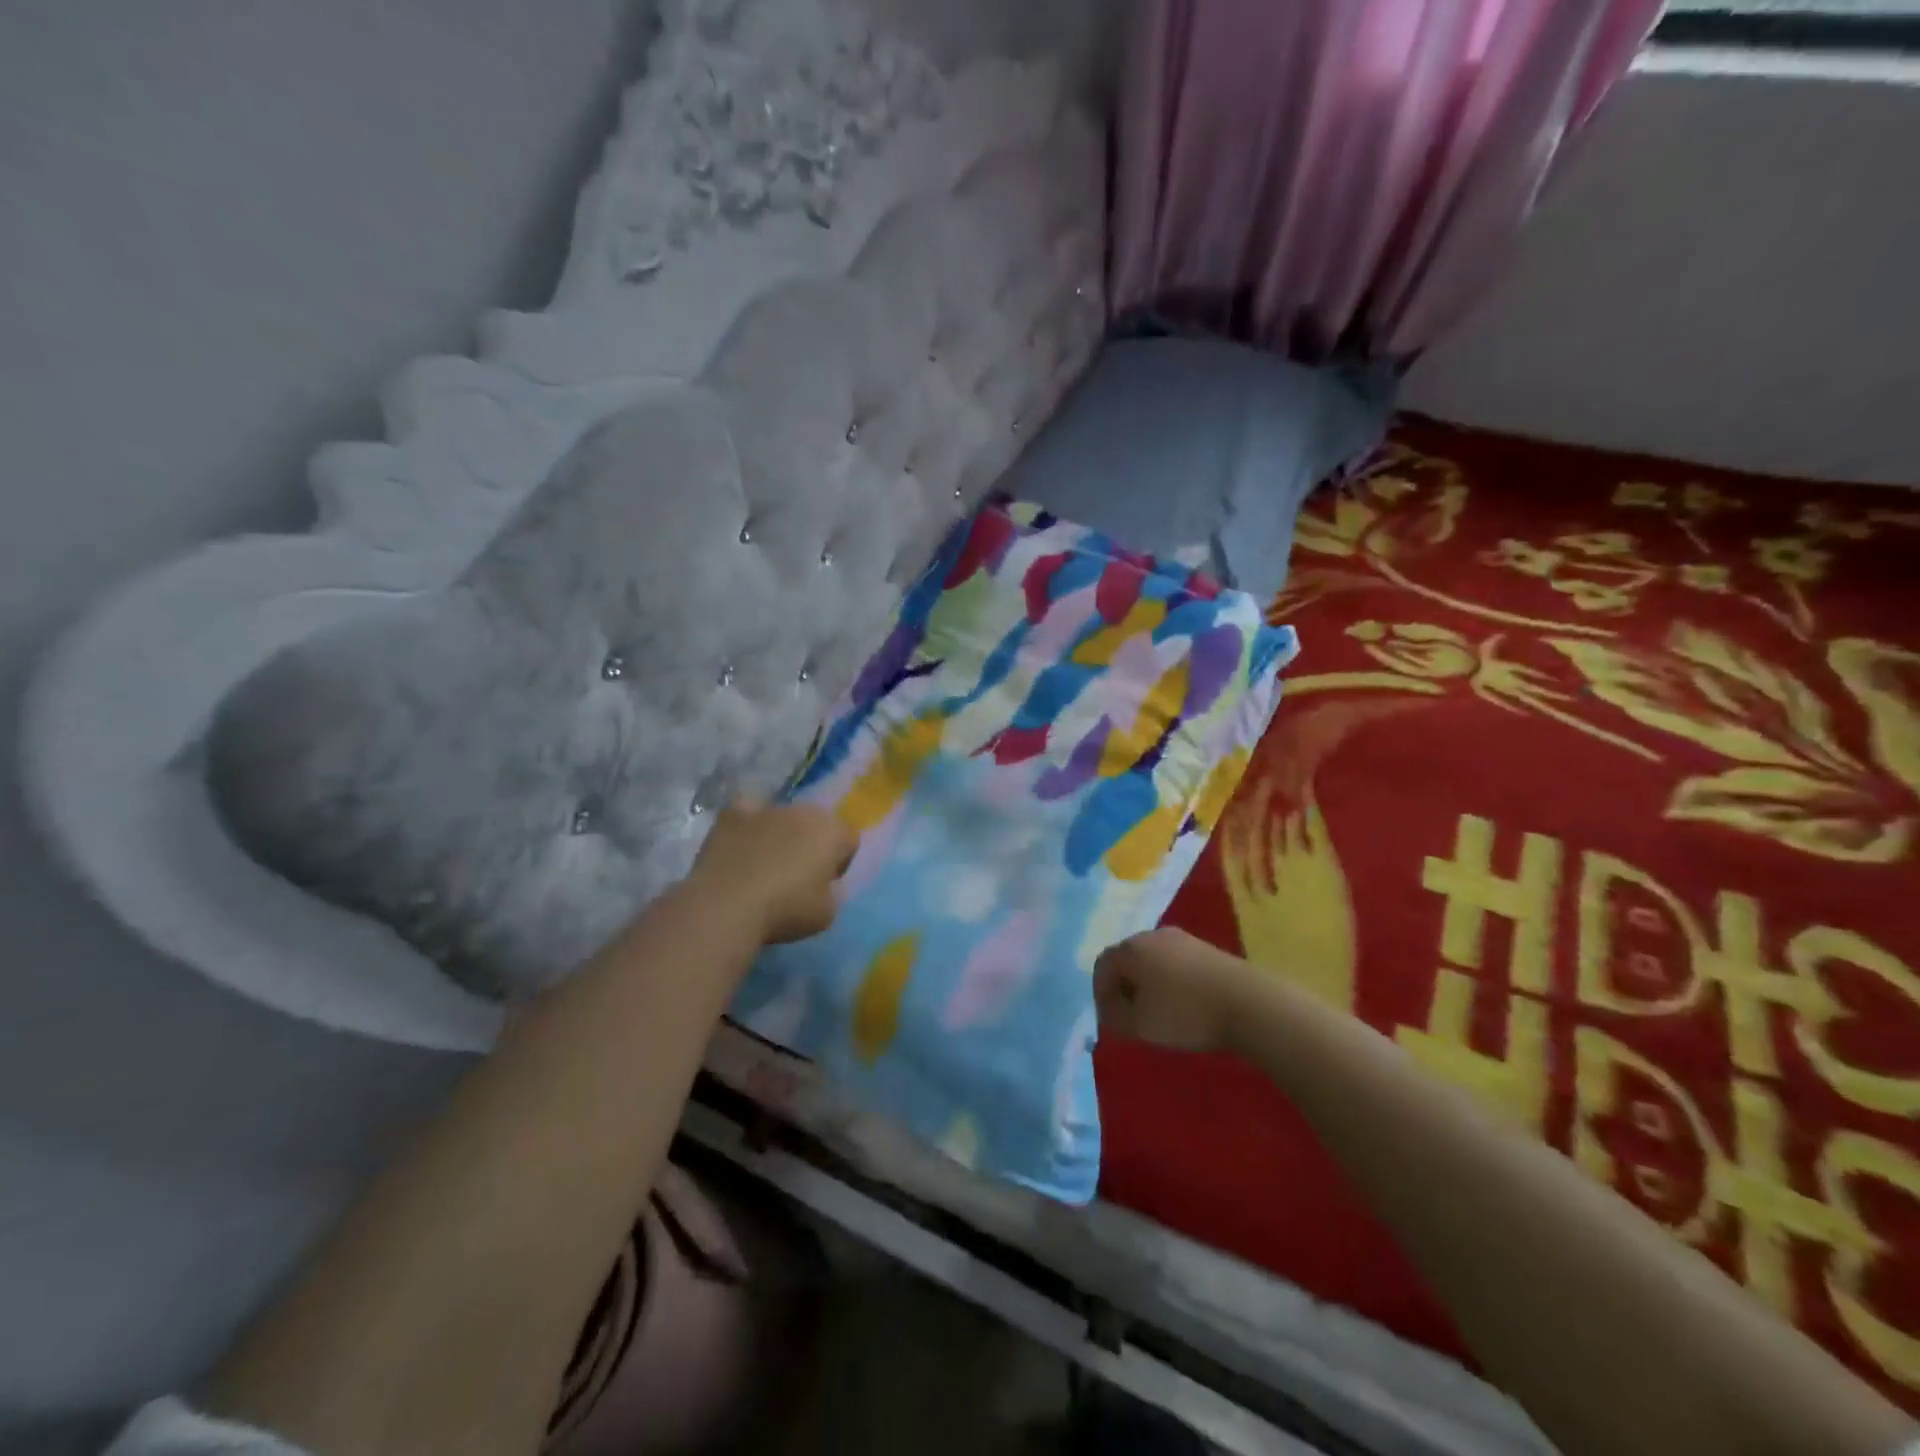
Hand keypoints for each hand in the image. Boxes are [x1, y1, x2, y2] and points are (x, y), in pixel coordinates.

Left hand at [687, 799, 857, 944]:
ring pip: (781, 819)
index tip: (825, 885)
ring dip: (779, 836)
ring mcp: (765, 809)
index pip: (848, 840)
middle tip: (796, 876)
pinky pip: (747, 816)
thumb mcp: (827, 914)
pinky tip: (739, 851)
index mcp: (831, 832)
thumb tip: (822, 883)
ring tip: (763, 868)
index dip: (840, 863)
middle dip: (811, 844)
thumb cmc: (784, 911)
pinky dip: (747, 828)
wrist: (726, 906)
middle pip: (815, 824)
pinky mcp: (732, 814)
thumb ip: (832, 892)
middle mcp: (802, 811)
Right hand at [1093, 928, 1259, 1054]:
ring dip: (1149, 984)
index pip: (1103, 965)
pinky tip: (1183, 1003)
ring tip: (1159, 1012)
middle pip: (1128, 959)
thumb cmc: (1184, 1013)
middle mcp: (1153, 935)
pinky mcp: (1205, 948)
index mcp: (1131, 948)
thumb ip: (1114, 1016)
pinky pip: (1175, 963)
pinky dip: (1171, 982)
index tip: (1110, 1019)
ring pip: (1153, 960)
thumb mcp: (1138, 1025)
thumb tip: (1110, 1008)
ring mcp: (1182, 939)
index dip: (1101, 994)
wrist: (1247, 1003)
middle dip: (1124, 987)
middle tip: (1131, 1015)